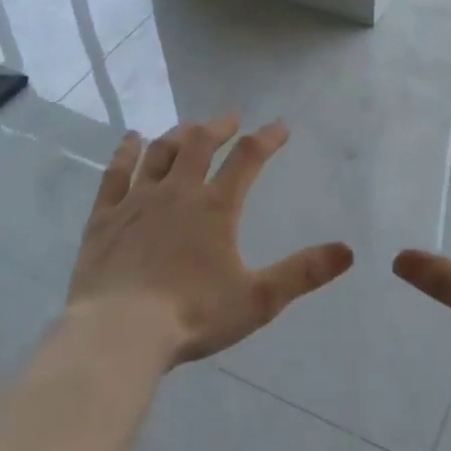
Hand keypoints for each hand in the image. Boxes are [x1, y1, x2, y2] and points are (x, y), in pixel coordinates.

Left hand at [67, 114, 354, 365]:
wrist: (120, 332)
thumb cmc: (193, 315)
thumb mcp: (258, 299)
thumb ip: (302, 272)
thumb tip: (347, 251)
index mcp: (215, 207)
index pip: (247, 158)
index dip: (267, 138)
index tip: (280, 126)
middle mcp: (176, 193)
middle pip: (199, 144)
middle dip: (218, 127)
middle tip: (230, 118)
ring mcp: (136, 201)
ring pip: (159, 153)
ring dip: (177, 135)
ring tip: (188, 127)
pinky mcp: (104, 218)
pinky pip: (115, 174)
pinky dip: (125, 152)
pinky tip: (131, 140)